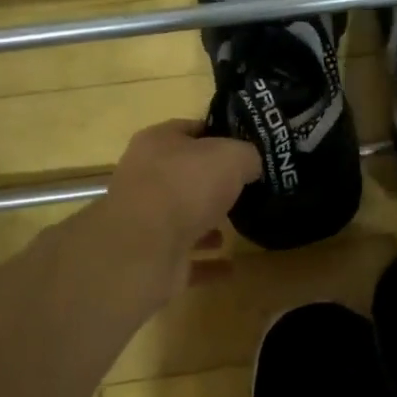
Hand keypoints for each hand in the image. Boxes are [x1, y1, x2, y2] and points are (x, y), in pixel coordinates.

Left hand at [94, 119, 260, 304]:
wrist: (144, 249)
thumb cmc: (187, 186)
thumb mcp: (232, 155)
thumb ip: (247, 155)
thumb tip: (251, 165)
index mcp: (157, 143)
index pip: (191, 129)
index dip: (220, 133)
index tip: (247, 146)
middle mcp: (145, 178)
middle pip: (185, 174)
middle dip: (214, 182)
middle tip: (248, 187)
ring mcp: (146, 221)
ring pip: (183, 217)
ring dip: (208, 223)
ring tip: (239, 226)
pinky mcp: (152, 258)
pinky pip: (187, 258)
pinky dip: (208, 263)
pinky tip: (231, 266)